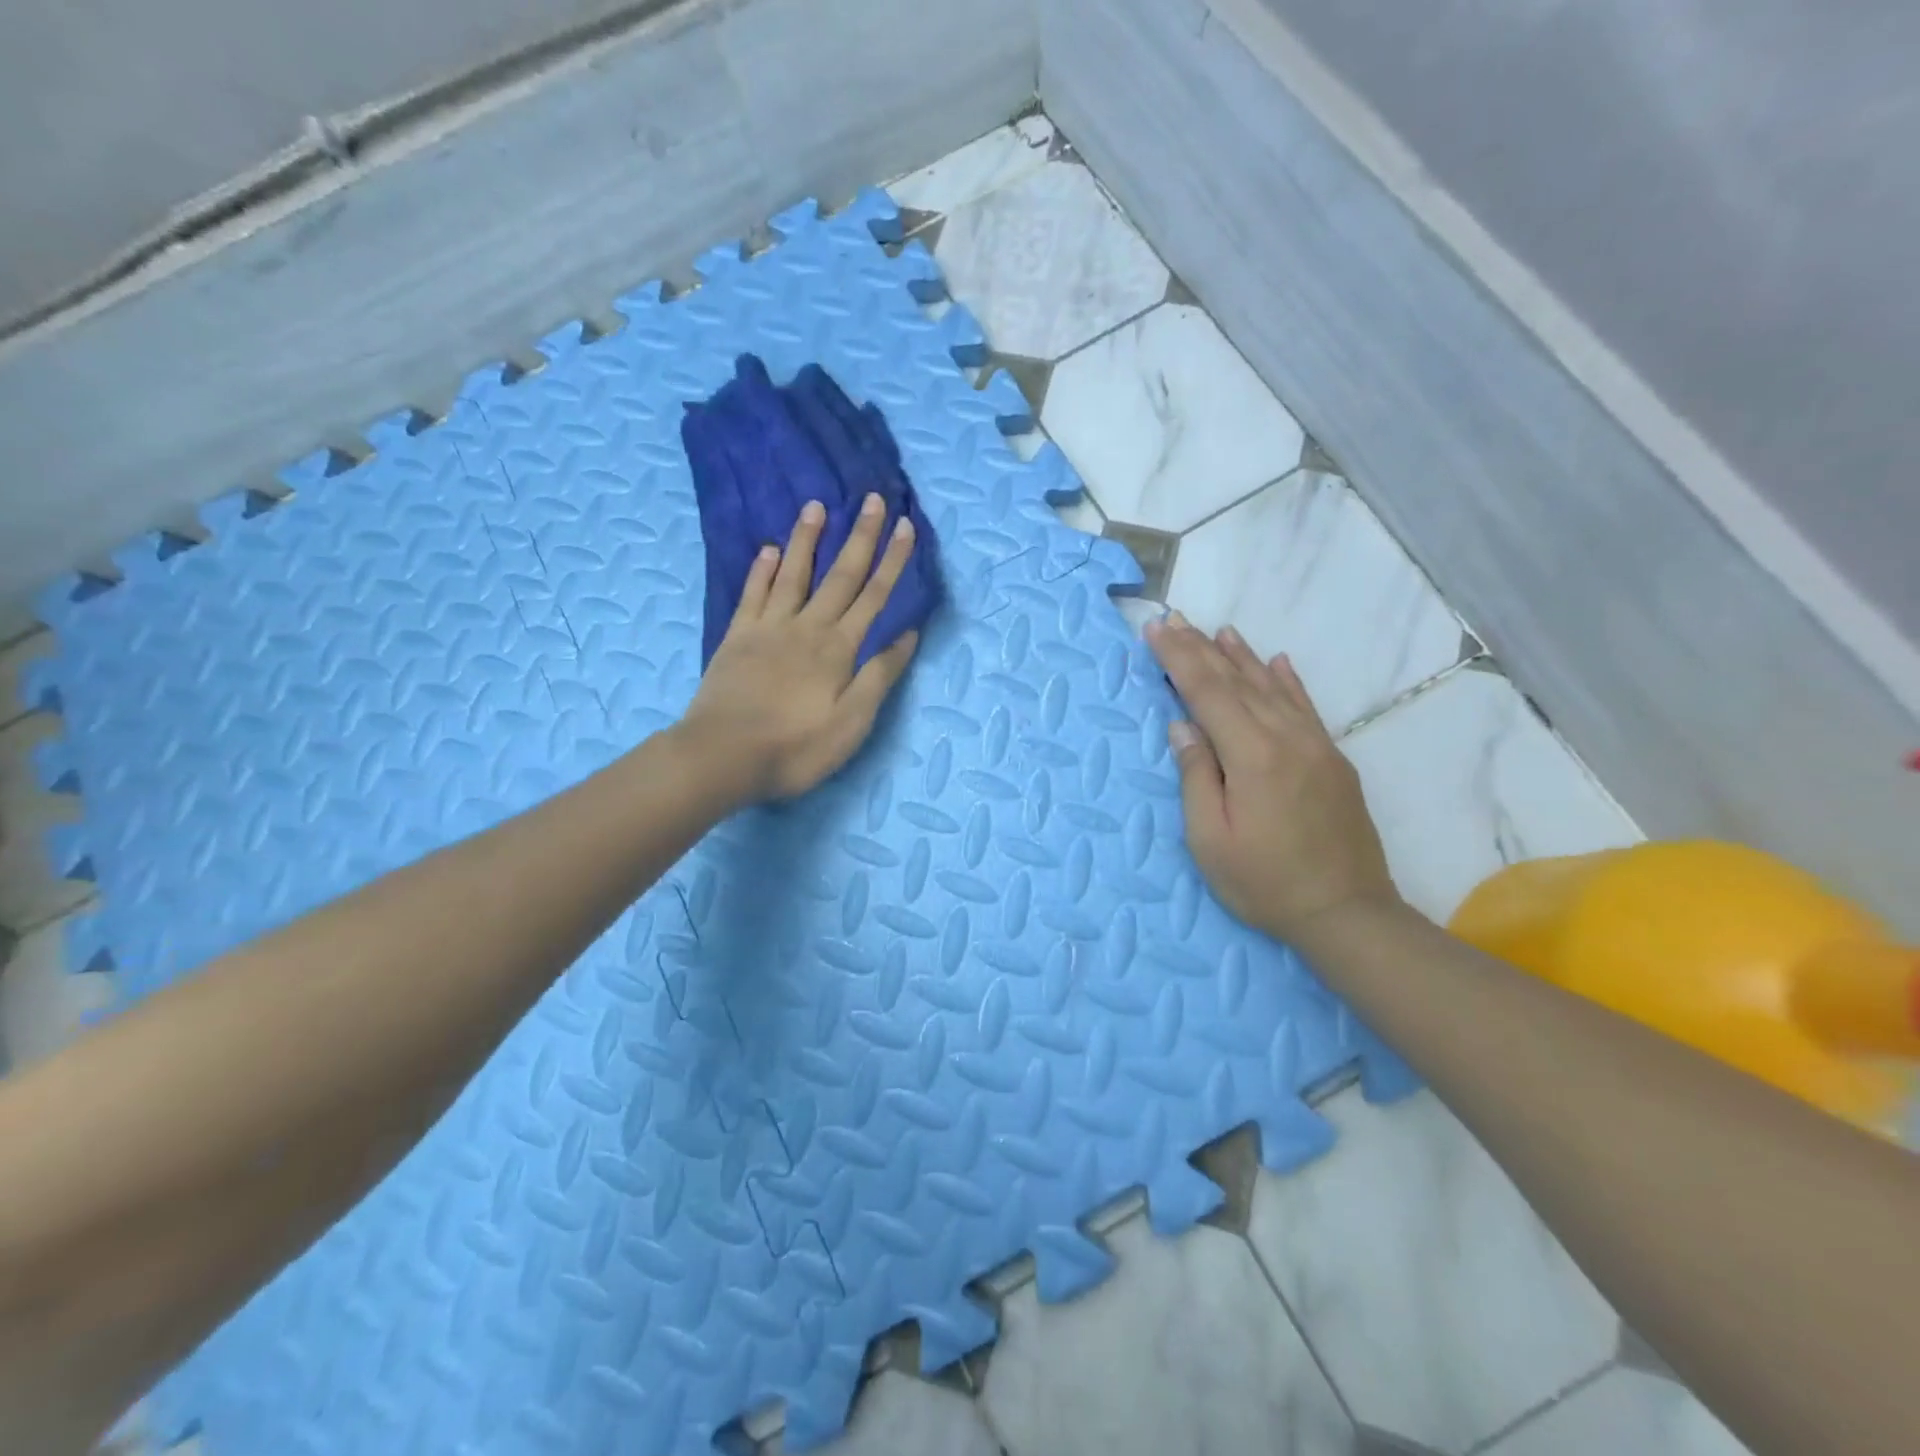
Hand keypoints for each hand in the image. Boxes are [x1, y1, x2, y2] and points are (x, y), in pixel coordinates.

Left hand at [680, 492, 920, 801]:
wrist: (723, 755)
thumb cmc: (796, 747)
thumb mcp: (853, 722)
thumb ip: (879, 675)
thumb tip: (907, 635)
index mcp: (839, 649)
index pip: (874, 597)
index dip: (892, 561)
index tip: (905, 527)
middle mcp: (807, 627)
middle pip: (840, 576)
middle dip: (860, 537)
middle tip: (872, 499)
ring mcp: (768, 629)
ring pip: (793, 574)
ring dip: (808, 539)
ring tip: (816, 506)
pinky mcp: (737, 638)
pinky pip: (753, 595)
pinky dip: (762, 570)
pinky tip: (769, 550)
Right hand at [1145, 612, 1399, 940]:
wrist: (1348, 913)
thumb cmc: (1265, 883)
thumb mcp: (1211, 840)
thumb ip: (1196, 777)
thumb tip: (1182, 726)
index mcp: (1252, 755)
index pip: (1207, 692)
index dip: (1178, 659)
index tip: (1156, 630)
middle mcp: (1286, 738)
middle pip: (1237, 682)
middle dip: (1201, 649)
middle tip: (1175, 619)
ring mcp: (1316, 745)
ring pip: (1272, 688)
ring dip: (1241, 656)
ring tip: (1218, 630)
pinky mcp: (1333, 759)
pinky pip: (1306, 707)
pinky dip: (1287, 680)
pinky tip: (1276, 662)